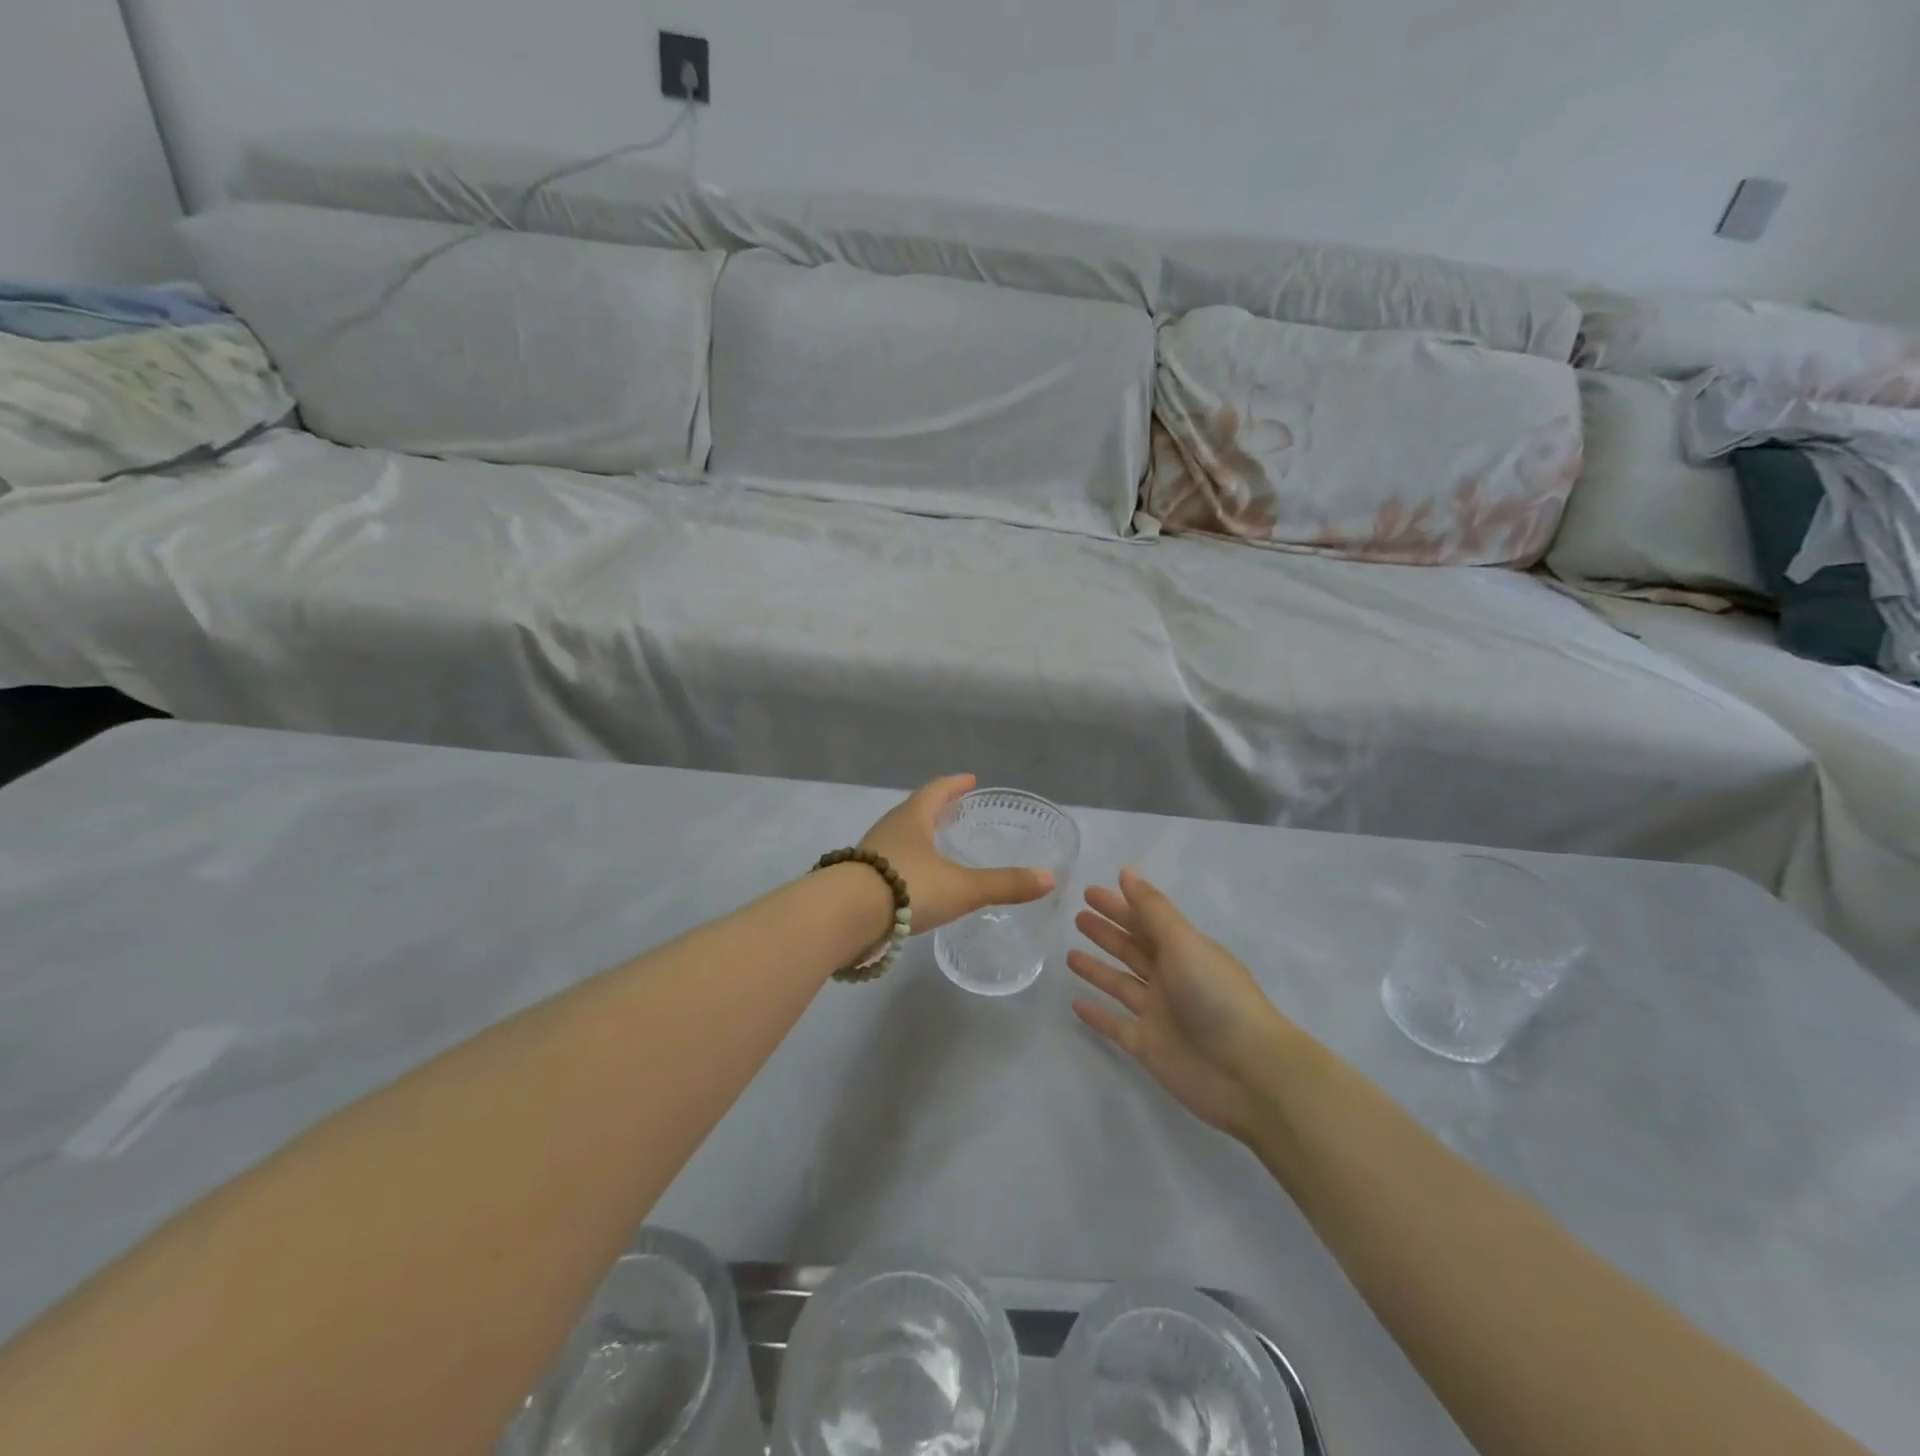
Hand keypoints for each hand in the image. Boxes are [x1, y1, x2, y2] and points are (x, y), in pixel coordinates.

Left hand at [859, 775, 1055, 934]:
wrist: (844, 916)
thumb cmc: (908, 887)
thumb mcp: (963, 887)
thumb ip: (1005, 884)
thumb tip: (1049, 878)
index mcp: (912, 818)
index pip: (936, 791)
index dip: (954, 785)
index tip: (969, 780)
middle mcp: (888, 829)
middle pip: (915, 812)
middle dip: (935, 810)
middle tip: (955, 812)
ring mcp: (869, 855)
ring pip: (899, 839)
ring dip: (918, 839)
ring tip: (936, 848)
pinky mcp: (857, 881)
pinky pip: (887, 865)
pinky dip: (905, 866)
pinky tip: (913, 884)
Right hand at [1069, 870, 1288, 1139]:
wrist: (1248, 1072)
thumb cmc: (1216, 996)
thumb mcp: (1184, 943)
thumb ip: (1153, 910)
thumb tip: (1127, 872)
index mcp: (1184, 951)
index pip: (1146, 921)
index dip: (1120, 906)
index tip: (1090, 892)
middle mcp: (1171, 979)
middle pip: (1132, 950)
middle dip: (1107, 933)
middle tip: (1077, 917)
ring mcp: (1159, 1014)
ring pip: (1121, 984)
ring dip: (1097, 970)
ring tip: (1069, 955)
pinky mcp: (1148, 1047)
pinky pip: (1116, 1026)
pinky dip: (1097, 1015)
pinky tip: (1074, 1003)